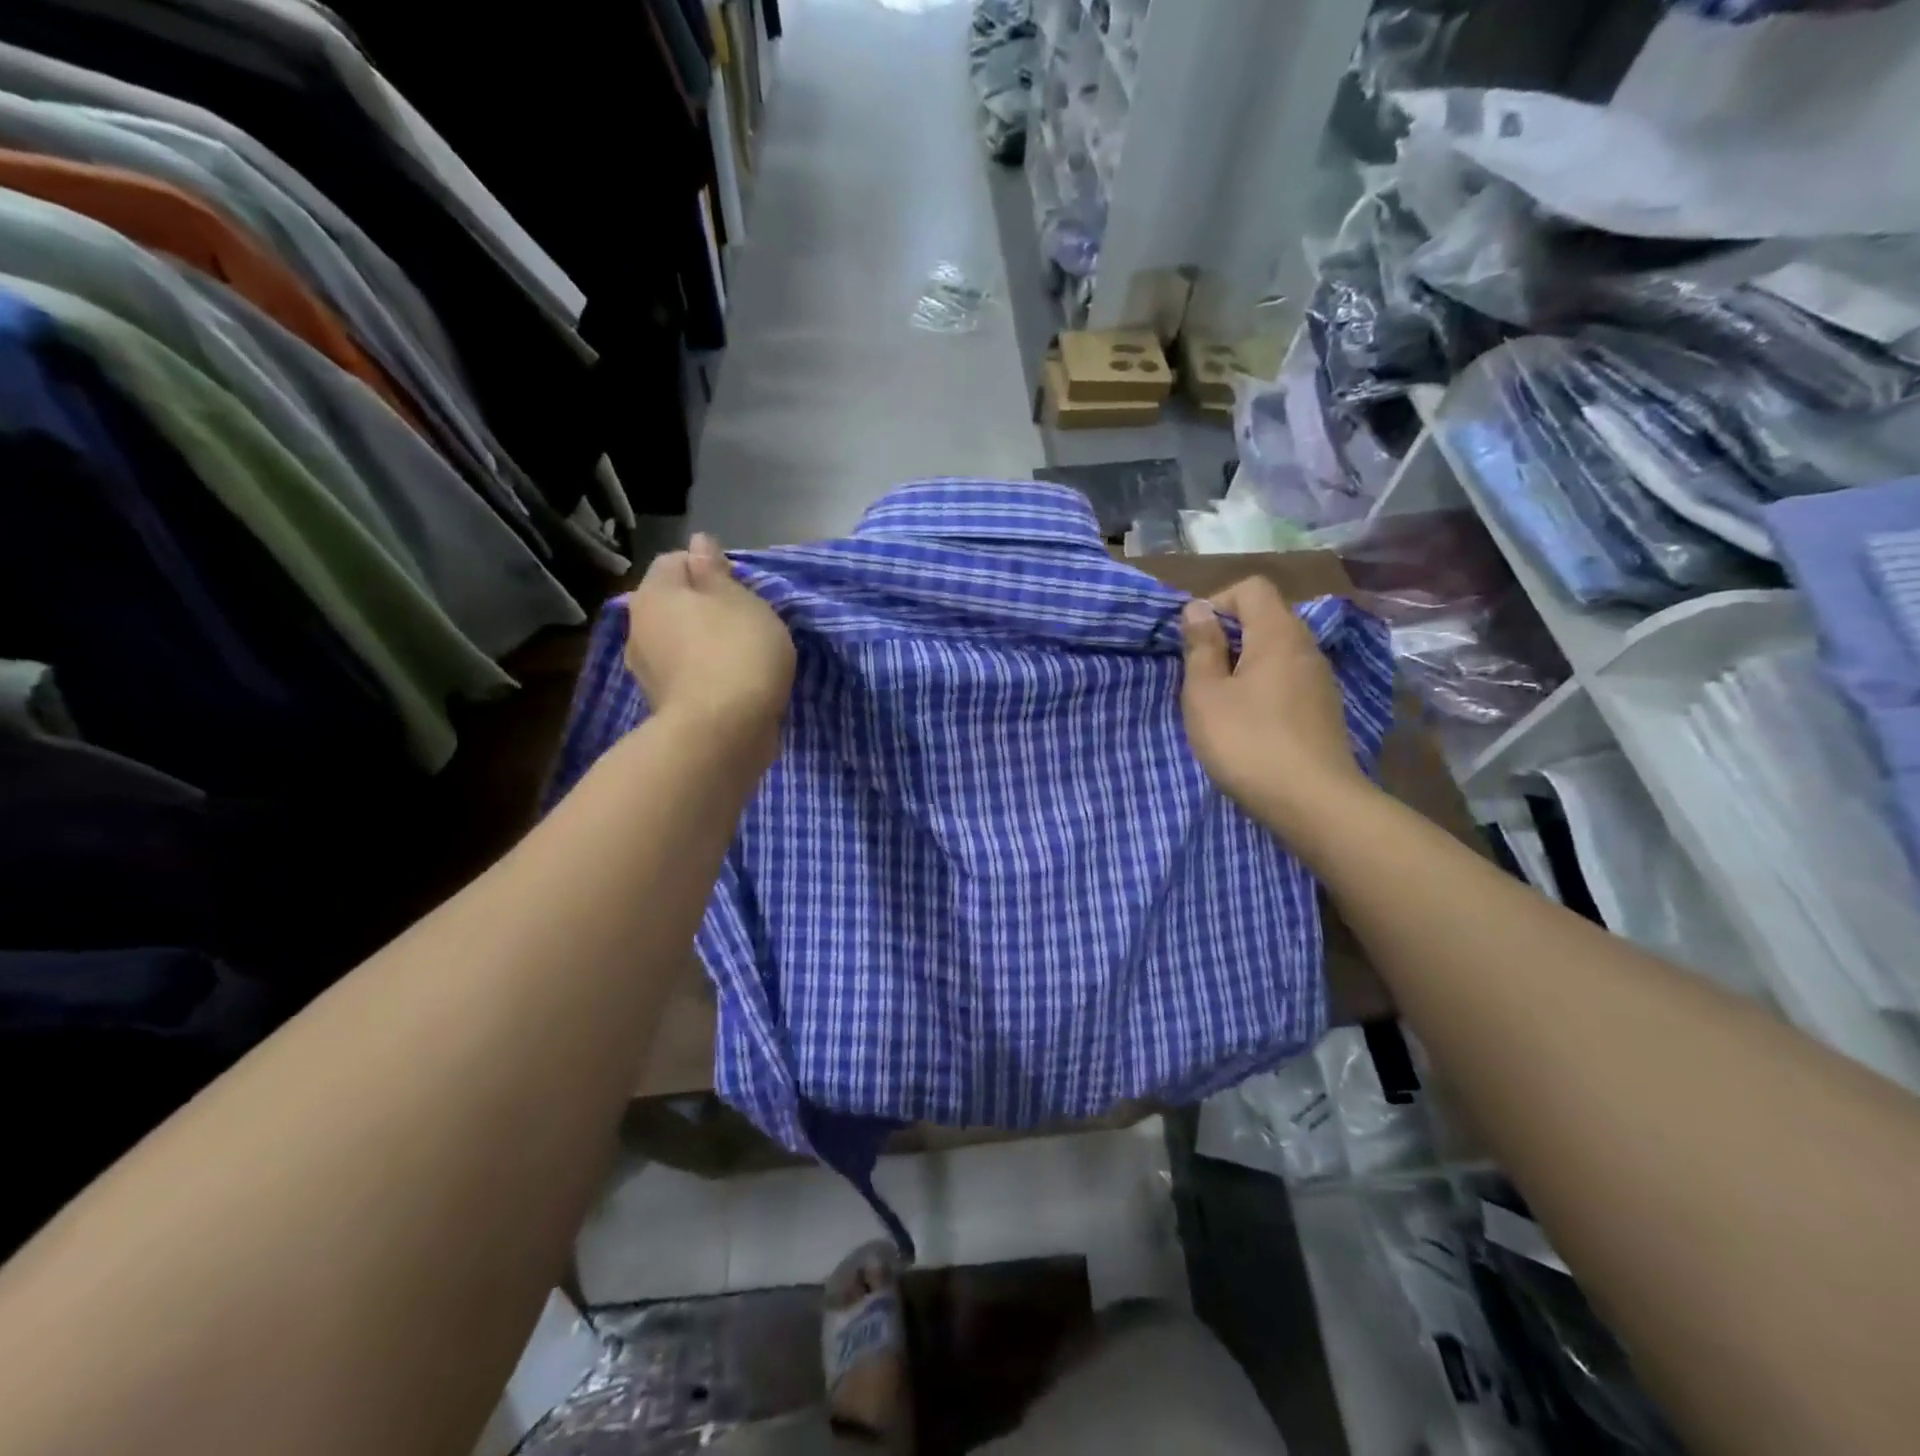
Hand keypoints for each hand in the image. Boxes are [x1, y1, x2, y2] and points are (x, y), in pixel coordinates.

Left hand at [624, 534, 795, 749]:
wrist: (723, 733)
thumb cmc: (737, 652)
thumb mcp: (739, 600)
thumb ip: (716, 571)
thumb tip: (699, 543)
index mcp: (654, 593)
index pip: (675, 560)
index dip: (709, 567)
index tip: (741, 588)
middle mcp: (639, 627)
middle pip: (674, 603)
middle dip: (705, 607)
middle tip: (745, 621)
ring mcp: (647, 670)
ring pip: (679, 641)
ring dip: (704, 643)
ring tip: (742, 656)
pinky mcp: (664, 704)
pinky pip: (687, 674)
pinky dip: (705, 674)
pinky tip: (732, 684)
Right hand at [1180, 576, 1371, 836]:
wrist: (1313, 802)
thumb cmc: (1247, 742)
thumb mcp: (1206, 694)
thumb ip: (1201, 647)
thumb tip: (1198, 608)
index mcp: (1278, 634)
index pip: (1252, 588)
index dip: (1217, 601)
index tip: (1194, 639)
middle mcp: (1306, 647)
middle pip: (1267, 617)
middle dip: (1228, 635)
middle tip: (1200, 673)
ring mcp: (1321, 680)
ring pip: (1277, 652)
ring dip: (1244, 664)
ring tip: (1220, 701)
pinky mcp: (1324, 710)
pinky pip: (1288, 679)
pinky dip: (1263, 687)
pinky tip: (1248, 723)